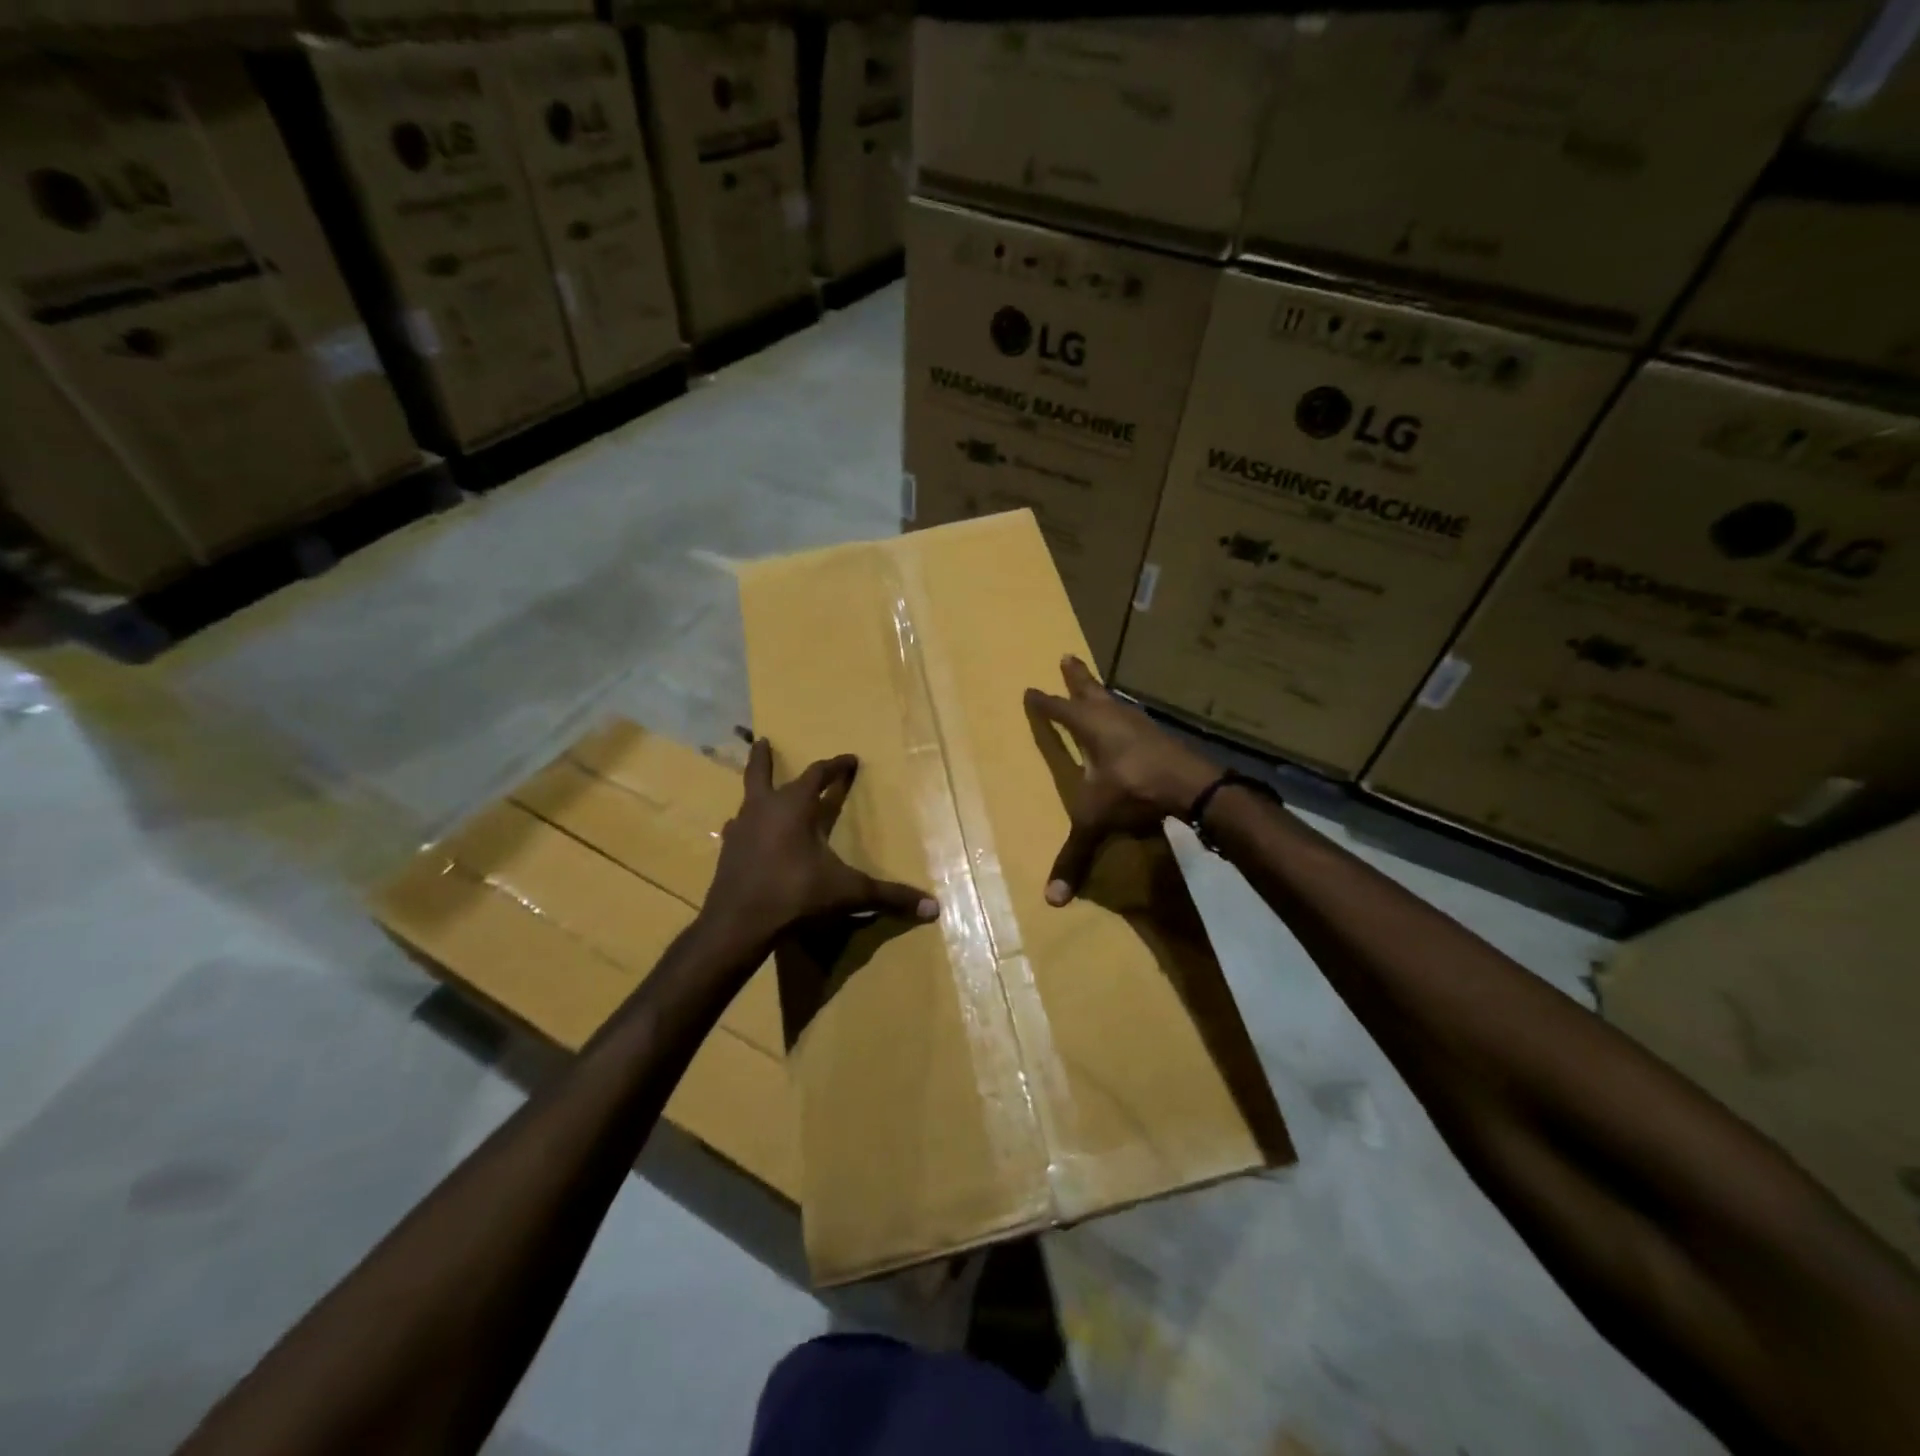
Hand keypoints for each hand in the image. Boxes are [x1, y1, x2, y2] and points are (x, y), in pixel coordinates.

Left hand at [702, 739, 939, 945]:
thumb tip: (934, 907)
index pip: (818, 774)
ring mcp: (740, 830)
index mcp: (794, 807)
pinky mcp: (726, 853)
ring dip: (755, 791)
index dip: (835, 766)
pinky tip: (743, 833)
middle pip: (761, 773)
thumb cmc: (795, 895)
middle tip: (762, 741)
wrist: (738, 924)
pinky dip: (744, 826)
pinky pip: (736, 829)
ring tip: (760, 791)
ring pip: (747, 799)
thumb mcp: (848, 892)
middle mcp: (764, 809)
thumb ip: (889, 896)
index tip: (850, 759)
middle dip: (764, 758)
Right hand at [1024, 655, 1219, 905]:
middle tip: (1067, 656)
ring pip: (1115, 700)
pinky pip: (1133, 717)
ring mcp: (1139, 723)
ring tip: (1097, 687)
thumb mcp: (1097, 821)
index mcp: (1090, 727)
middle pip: (1090, 690)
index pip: (1059, 710)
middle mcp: (1113, 717)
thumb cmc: (1134, 791)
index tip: (1031, 690)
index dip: (1044, 703)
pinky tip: (1129, 723)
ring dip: (1102, 692)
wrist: (1192, 784)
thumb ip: (1075, 855)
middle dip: (1076, 676)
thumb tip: (1051, 901)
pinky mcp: (1159, 735)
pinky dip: (1124, 714)